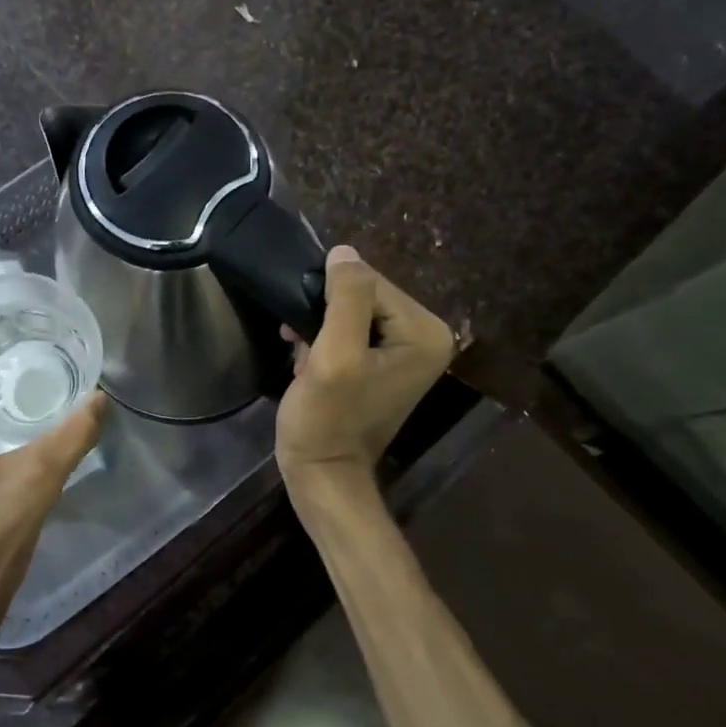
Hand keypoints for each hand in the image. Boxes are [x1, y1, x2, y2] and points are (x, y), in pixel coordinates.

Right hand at [276, 245, 454, 500]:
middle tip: (299, 343)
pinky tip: (307, 362)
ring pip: (352, 312)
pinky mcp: (384, 365)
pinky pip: (352, 332)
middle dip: (326, 315)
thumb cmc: (326, 419)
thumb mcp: (334, 356)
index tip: (305, 331)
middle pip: (365, 296)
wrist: (322, 474)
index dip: (330, 299)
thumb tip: (345, 252)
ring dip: (320, 328)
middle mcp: (426, 338)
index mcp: (425, 333)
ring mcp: (406, 353)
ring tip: (302, 356)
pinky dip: (325, 341)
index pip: (372, 283)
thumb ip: (346, 300)